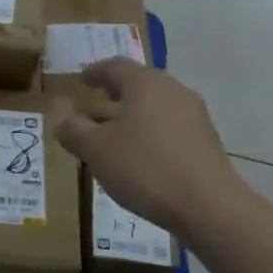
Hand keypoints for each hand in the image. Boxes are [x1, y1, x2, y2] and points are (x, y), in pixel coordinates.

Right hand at [56, 58, 248, 237]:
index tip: (81, 80)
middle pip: (139, 85)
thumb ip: (74, 131)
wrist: (208, 206)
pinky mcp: (206, 141)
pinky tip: (141, 158)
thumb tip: (64, 120)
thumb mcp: (95, 150)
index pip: (115, 66)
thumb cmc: (144, 168)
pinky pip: (170, 128)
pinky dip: (150, 134)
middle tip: (95, 107)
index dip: (94, 72)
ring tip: (114, 137)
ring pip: (155, 107)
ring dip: (133, 117)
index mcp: (145, 84)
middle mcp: (173, 91)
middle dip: (115, 95)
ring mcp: (195, 116)